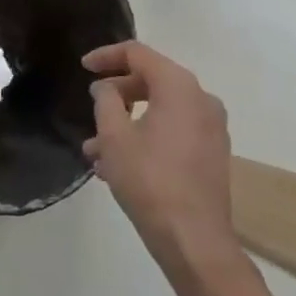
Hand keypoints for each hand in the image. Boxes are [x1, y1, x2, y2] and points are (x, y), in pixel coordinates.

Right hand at [84, 41, 238, 277]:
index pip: (137, 53)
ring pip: (160, 109)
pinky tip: (119, 165)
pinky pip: (174, 130)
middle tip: (91, 107)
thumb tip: (105, 87)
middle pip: (151, 80)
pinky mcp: (212, 153)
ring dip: (127, 121)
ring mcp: (211, 127)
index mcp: (179, 86)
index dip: (106, 56)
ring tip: (95, 150)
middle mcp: (201, 98)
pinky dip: (147, 136)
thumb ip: (105, 100)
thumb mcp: (114, 136)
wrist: (194, 241)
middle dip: (116, 93)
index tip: (83, 67)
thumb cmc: (150, 180)